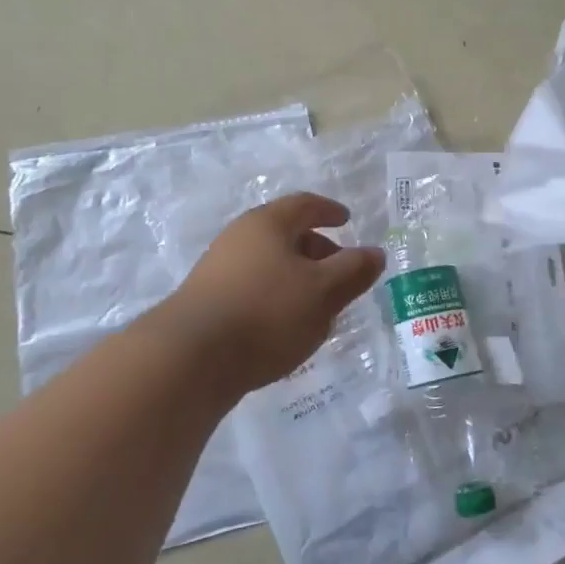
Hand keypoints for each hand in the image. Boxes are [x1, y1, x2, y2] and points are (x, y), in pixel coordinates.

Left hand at [161, 193, 385, 397]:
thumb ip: (353, 271)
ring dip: (298, 279)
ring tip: (319, 308)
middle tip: (341, 273)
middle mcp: (239, 238)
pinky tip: (285, 328)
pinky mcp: (207, 302)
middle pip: (286, 235)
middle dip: (317, 251)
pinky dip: (277, 298)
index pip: (304, 205)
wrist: (189, 358)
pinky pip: (253, 289)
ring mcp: (218, 270)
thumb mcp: (323, 291)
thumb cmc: (266, 312)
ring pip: (270, 265)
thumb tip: (375, 253)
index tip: (347, 220)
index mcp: (267, 223)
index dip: (329, 211)